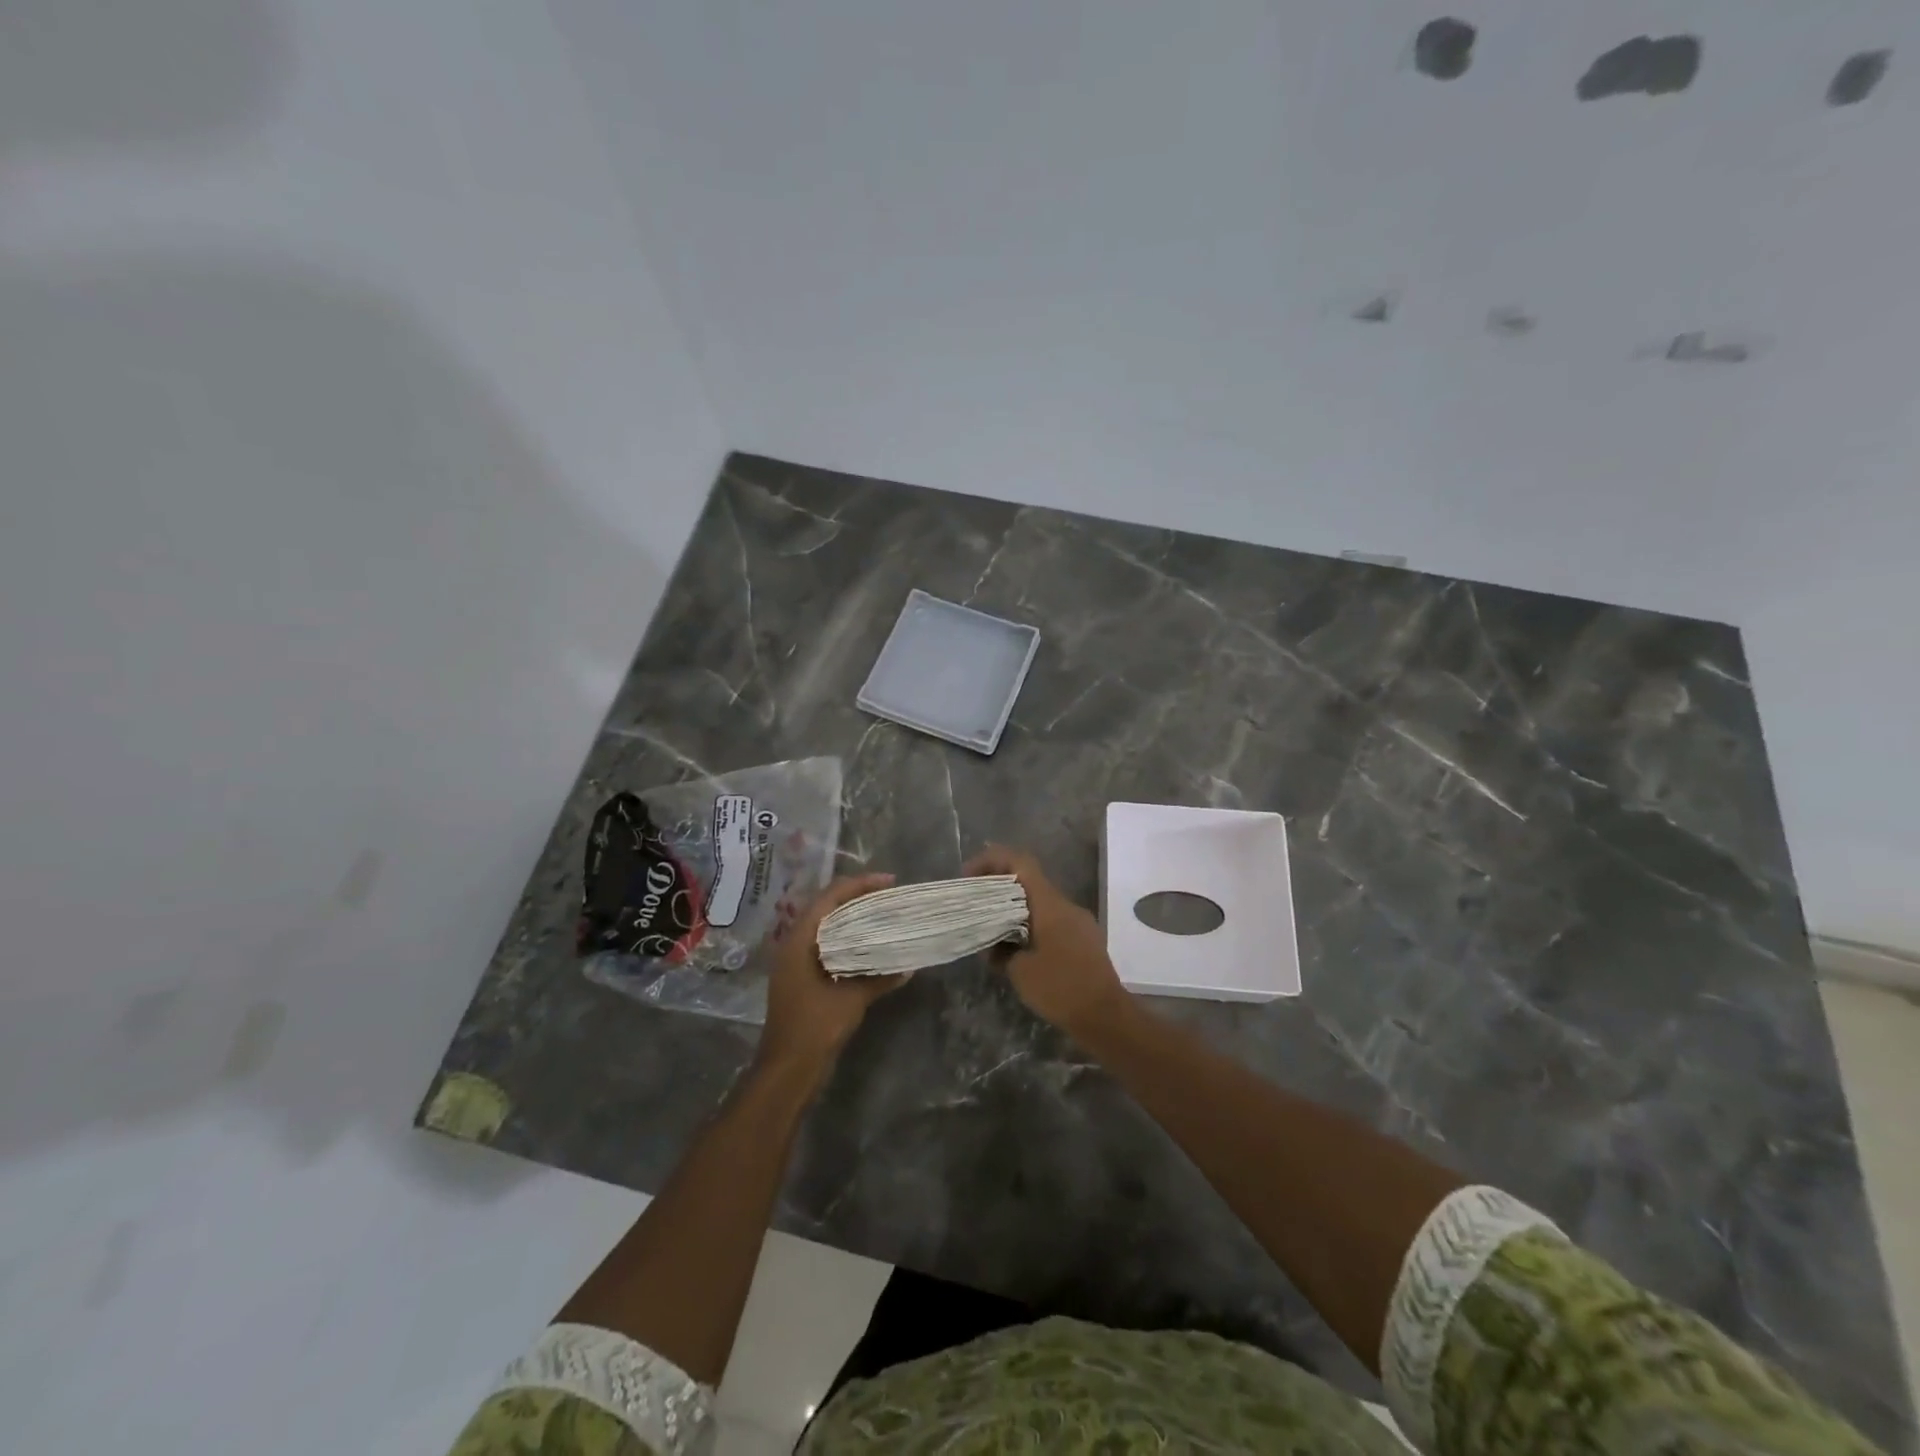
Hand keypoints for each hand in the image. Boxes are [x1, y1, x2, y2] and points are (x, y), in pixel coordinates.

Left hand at [757, 874, 906, 1075]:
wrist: (787, 1070)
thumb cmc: (814, 1027)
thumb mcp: (851, 999)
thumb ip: (879, 978)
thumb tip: (909, 967)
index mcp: (799, 940)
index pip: (830, 897)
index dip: (860, 885)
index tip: (889, 882)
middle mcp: (794, 944)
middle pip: (827, 907)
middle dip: (858, 897)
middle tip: (889, 895)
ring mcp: (796, 962)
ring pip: (827, 927)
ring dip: (854, 918)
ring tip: (884, 914)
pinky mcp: (803, 979)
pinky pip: (828, 946)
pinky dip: (849, 940)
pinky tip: (871, 947)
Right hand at [964, 846, 1128, 1037]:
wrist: (1107, 1017)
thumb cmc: (1061, 988)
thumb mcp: (1020, 971)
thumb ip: (1001, 951)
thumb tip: (994, 946)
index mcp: (1050, 904)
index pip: (1020, 863)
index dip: (992, 860)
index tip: (969, 876)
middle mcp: (1066, 905)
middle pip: (1028, 881)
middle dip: (999, 888)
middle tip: (974, 904)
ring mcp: (1078, 922)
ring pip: (1040, 903)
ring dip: (1014, 911)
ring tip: (991, 933)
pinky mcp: (1084, 940)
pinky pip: (1052, 922)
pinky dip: (1030, 927)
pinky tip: (1017, 952)